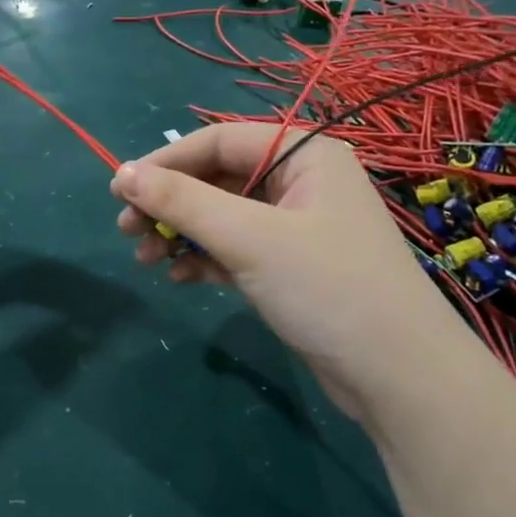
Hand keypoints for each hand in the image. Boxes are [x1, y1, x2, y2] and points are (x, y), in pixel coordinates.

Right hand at [110, 124, 446, 419]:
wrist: (396, 375)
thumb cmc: (325, 287)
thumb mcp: (248, 238)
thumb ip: (182, 203)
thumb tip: (121, 174)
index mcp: (303, 154)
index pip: (219, 141)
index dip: (165, 162)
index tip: (118, 190)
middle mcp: (301, 182)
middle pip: (218, 180)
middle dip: (170, 205)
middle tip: (126, 232)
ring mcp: (297, 227)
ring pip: (223, 218)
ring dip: (182, 235)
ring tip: (145, 260)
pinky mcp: (292, 268)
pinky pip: (237, 250)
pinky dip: (206, 259)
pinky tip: (178, 277)